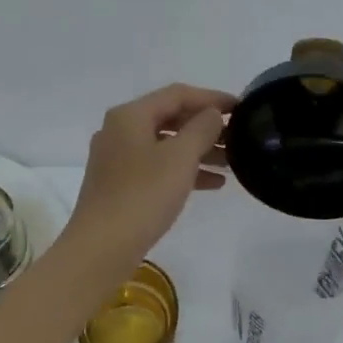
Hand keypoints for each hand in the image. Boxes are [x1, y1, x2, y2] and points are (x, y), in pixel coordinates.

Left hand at [69, 83, 235, 263]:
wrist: (102, 248)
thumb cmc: (143, 195)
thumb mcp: (180, 157)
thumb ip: (201, 128)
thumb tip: (212, 114)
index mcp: (130, 116)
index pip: (177, 94)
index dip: (212, 98)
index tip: (241, 107)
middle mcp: (120, 130)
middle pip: (171, 118)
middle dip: (206, 126)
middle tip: (238, 136)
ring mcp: (118, 159)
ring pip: (166, 144)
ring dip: (200, 150)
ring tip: (232, 162)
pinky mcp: (120, 184)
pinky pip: (158, 167)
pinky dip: (184, 170)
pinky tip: (213, 184)